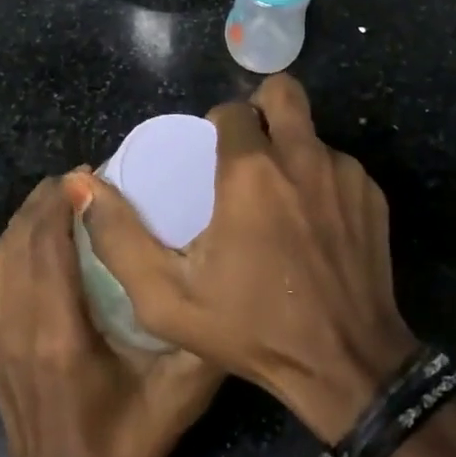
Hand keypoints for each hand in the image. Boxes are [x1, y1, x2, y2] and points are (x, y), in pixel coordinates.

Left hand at [0, 173, 223, 456]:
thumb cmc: (122, 444)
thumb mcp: (177, 395)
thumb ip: (202, 338)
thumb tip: (223, 281)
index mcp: (60, 334)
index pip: (48, 244)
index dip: (63, 200)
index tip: (90, 172)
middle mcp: (19, 325)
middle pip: (20, 238)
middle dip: (47, 198)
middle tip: (83, 177)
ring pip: (2, 252)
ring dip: (28, 216)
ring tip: (63, 197)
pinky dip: (16, 241)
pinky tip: (43, 235)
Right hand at [81, 74, 415, 443]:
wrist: (346, 365)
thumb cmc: (251, 329)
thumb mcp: (166, 297)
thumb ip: (118, 237)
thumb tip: (82, 183)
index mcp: (251, 171)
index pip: (232, 109)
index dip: (219, 125)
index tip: (213, 159)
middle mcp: (302, 157)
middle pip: (283, 91)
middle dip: (264, 108)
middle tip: (250, 148)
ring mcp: (344, 173)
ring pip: (311, 133)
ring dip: (292, 151)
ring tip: (281, 200)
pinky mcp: (373, 194)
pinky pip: (338, 165)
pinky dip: (321, 180)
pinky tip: (315, 225)